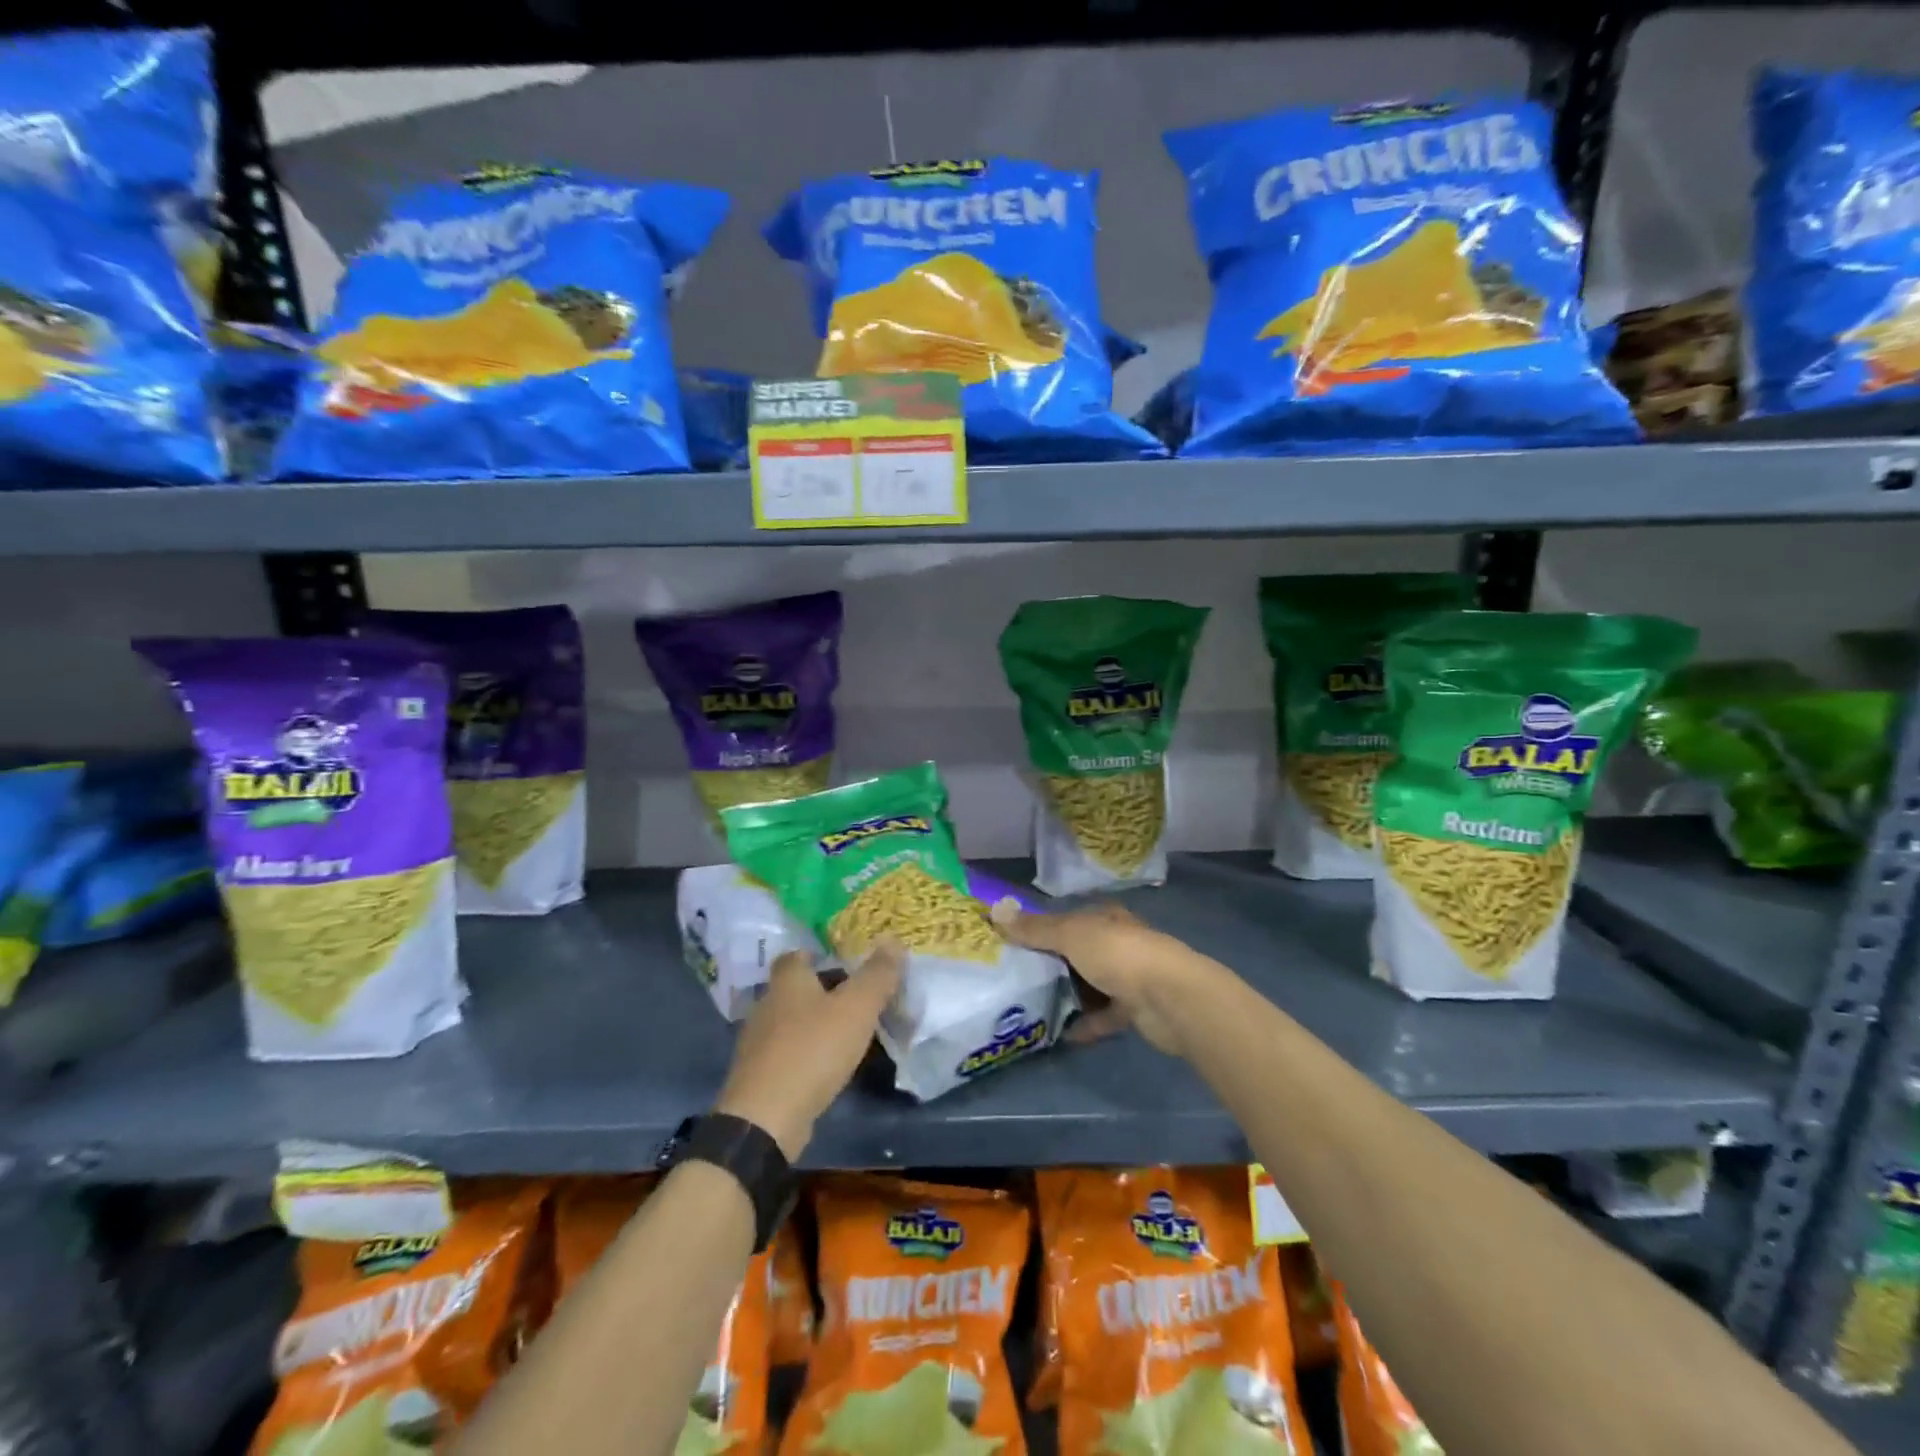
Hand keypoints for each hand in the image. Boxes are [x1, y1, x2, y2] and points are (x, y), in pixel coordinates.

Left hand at [714, 941, 902, 1159]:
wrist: (766, 1119)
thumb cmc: (813, 1050)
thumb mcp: (856, 1008)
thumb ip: (877, 974)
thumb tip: (893, 940)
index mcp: (787, 981)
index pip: (796, 955)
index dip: (818, 955)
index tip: (844, 962)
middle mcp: (766, 1005)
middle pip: (794, 988)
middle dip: (822, 990)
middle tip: (856, 998)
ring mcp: (758, 1042)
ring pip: (790, 1022)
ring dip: (814, 1024)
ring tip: (847, 1033)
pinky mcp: (758, 1075)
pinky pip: (786, 1053)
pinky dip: (805, 1053)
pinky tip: (825, 1066)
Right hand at [990, 900, 1205, 1058]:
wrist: (1169, 998)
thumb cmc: (1118, 954)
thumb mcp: (1070, 934)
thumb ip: (1034, 928)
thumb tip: (994, 910)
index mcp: (1103, 918)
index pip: (1065, 919)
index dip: (1038, 929)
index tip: (1009, 944)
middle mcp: (1116, 943)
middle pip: (1076, 953)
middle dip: (1049, 965)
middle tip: (1013, 979)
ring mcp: (1128, 977)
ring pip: (1088, 984)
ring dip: (1066, 995)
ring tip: (1030, 1007)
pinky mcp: (1134, 1009)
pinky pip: (1102, 1016)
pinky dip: (1084, 1023)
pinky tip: (1059, 1033)